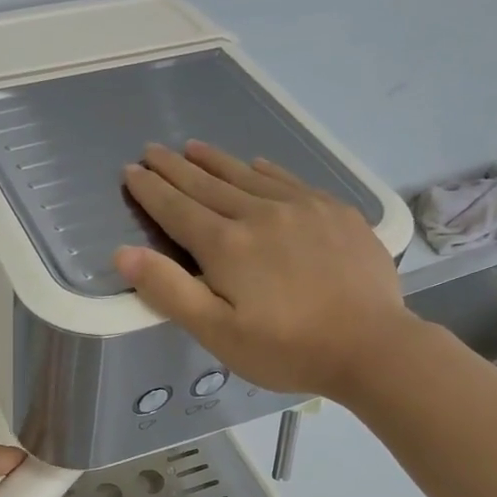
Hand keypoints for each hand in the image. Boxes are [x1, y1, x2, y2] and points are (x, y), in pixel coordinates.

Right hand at [115, 141, 418, 400]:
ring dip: (215, 161)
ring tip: (193, 147)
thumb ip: (169, 291)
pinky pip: (289, 179)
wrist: (372, 345)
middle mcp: (259, 214)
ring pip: (247, 175)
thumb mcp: (217, 332)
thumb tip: (123, 253)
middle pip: (208, 185)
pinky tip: (257, 163)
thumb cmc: (286, 348)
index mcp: (226, 245)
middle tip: (152, 150)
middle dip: (175, 168)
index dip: (151, 191)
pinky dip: (265, 169)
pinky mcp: (334, 212)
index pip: (177, 209)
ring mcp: (301, 208)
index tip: (131, 171)